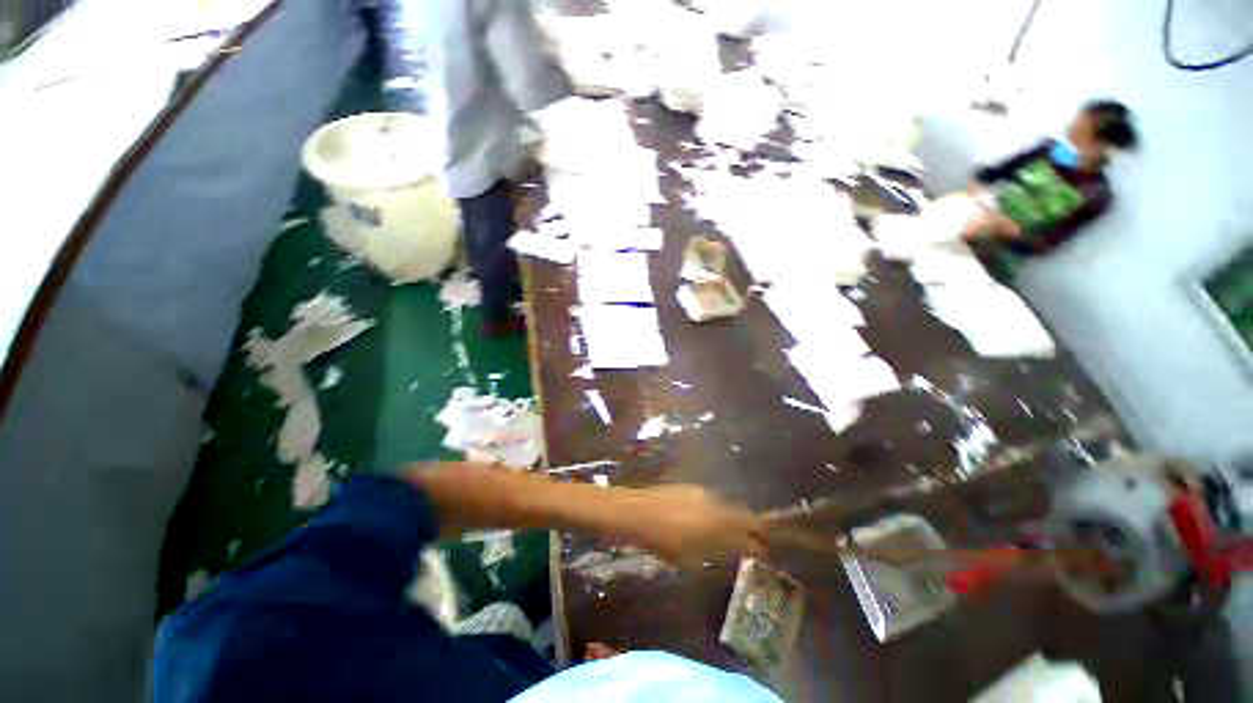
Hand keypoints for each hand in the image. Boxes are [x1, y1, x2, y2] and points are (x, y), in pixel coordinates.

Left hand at [619, 485, 766, 568]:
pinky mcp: (691, 487)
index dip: (757, 541)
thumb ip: (712, 554)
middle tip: (754, 537)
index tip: (763, 548)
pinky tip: (708, 517)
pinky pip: (712, 499)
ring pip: (727, 505)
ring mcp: (703, 493)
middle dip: (751, 525)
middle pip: (742, 514)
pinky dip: (716, 509)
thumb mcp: (688, 557)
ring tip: (731, 529)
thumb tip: (728, 552)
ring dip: (733, 516)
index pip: (746, 532)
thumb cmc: (661, 540)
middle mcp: (715, 505)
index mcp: (717, 524)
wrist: (638, 511)